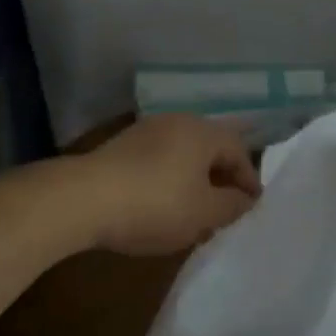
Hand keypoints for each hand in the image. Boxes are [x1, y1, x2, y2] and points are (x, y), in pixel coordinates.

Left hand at [77, 115, 261, 256]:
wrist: (83, 199)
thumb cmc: (155, 204)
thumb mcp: (204, 213)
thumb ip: (232, 206)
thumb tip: (245, 199)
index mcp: (203, 131)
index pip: (239, 150)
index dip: (249, 181)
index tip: (251, 208)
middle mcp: (177, 121)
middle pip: (210, 149)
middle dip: (221, 180)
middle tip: (225, 211)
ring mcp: (146, 131)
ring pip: (183, 155)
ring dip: (193, 181)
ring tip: (194, 213)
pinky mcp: (121, 146)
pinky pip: (158, 160)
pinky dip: (168, 180)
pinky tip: (160, 206)